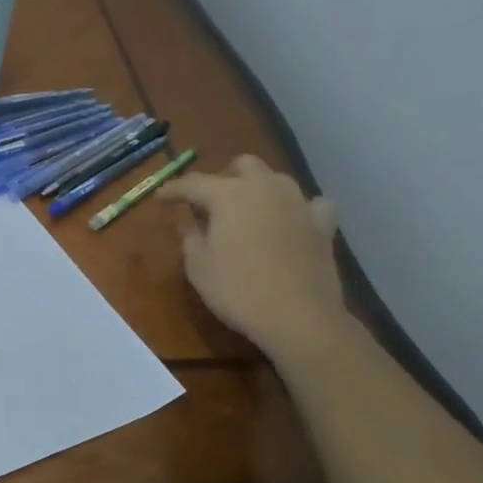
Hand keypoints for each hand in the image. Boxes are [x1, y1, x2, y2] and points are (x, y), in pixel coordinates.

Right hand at [157, 155, 347, 361]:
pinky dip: (297, 208)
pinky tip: (291, 221)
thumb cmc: (237, 290)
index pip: (193, 183)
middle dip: (223, 177)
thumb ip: (190, 237)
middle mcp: (265, 188)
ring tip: (248, 210)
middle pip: (242, 165)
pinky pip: (310, 204)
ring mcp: (298, 203)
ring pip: (276, 179)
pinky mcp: (322, 224)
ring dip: (258, 188)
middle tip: (210, 201)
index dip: (173, 190)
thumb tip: (188, 223)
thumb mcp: (198, 267)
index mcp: (228, 195)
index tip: (160, 198)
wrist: (298, 316)